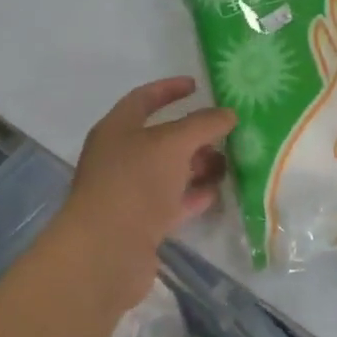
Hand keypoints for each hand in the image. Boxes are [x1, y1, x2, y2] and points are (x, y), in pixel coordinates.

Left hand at [55, 78, 234, 308]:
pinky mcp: (140, 224)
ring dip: (197, 165)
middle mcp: (119, 157)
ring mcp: (128, 192)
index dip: (169, 89)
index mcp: (116, 129)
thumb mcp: (172, 144)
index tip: (197, 86)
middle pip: (160, 138)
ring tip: (230, 163)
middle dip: (193, 134)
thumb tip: (228, 113)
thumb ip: (202, 124)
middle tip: (226, 132)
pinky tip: (216, 193)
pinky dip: (192, 195)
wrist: (106, 251)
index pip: (143, 99)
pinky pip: (171, 202)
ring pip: (168, 171)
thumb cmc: (134, 183)